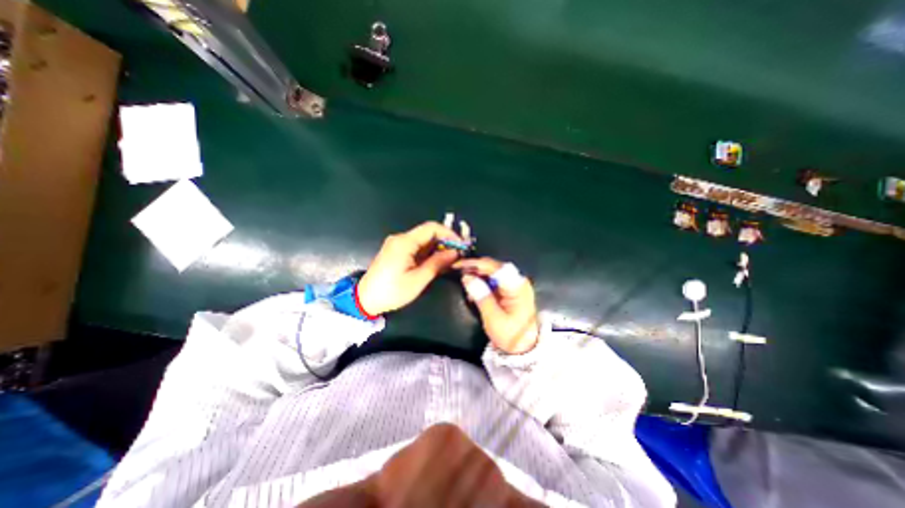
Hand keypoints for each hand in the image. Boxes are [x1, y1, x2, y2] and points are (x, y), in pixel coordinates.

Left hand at [357, 220, 462, 314]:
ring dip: (437, 249)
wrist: (365, 300)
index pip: (432, 228)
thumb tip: (454, 253)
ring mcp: (397, 244)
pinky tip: (436, 263)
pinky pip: (416, 247)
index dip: (449, 234)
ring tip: (450, 261)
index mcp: (405, 242)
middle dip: (445, 242)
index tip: (461, 245)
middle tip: (457, 256)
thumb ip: (437, 263)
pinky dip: (428, 253)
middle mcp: (400, 238)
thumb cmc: (392, 291)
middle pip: (428, 233)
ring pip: (423, 240)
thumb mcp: (418, 280)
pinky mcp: (396, 251)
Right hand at [452, 259, 535, 351]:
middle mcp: (518, 281)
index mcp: (517, 286)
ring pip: (493, 272)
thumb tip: (467, 277)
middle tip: (458, 273)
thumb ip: (481, 295)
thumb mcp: (493, 318)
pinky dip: (483, 283)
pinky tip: (475, 291)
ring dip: (478, 275)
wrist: (525, 348)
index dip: (476, 263)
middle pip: (494, 266)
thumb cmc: (510, 335)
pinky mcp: (511, 289)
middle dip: (475, 268)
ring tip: (465, 284)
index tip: (458, 265)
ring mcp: (515, 284)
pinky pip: (494, 280)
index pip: (495, 267)